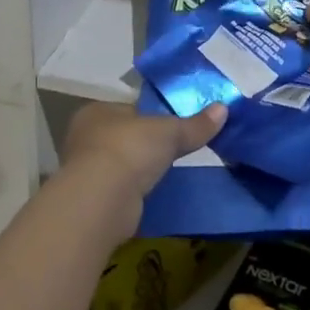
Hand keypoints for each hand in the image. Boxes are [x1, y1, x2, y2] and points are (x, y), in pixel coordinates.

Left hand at [61, 100, 226, 231]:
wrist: (102, 200)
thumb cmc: (130, 149)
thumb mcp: (169, 132)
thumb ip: (194, 124)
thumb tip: (224, 108)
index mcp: (97, 112)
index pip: (129, 109)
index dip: (152, 115)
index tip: (174, 125)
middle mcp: (85, 138)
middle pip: (125, 136)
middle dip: (146, 145)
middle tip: (174, 150)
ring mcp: (86, 171)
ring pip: (122, 165)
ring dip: (140, 170)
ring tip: (168, 174)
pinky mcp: (93, 201)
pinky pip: (121, 190)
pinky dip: (135, 192)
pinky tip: (154, 195)